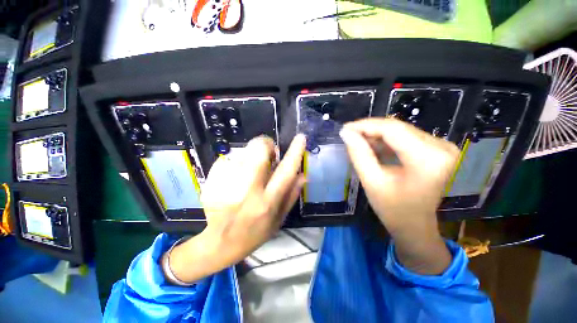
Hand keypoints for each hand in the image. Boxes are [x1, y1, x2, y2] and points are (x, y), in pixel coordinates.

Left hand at [164, 135, 305, 283]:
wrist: (221, 243)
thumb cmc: (256, 232)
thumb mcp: (280, 219)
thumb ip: (292, 195)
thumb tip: (303, 174)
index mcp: (268, 202)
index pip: (285, 171)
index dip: (295, 152)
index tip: (300, 138)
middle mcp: (248, 192)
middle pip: (258, 151)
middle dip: (266, 144)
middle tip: (268, 151)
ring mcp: (226, 186)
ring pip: (242, 153)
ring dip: (250, 155)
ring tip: (249, 170)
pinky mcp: (211, 183)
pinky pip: (226, 160)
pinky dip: (234, 163)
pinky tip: (233, 178)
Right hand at [340, 118, 458, 273]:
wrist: (415, 225)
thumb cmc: (393, 209)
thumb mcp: (371, 182)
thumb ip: (359, 154)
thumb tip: (346, 133)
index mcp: (428, 160)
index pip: (392, 130)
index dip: (365, 126)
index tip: (345, 128)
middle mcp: (442, 148)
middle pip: (398, 128)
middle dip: (370, 130)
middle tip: (349, 135)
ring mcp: (443, 148)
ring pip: (401, 131)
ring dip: (377, 135)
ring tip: (358, 142)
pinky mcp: (438, 150)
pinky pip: (407, 137)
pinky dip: (387, 140)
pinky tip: (373, 147)